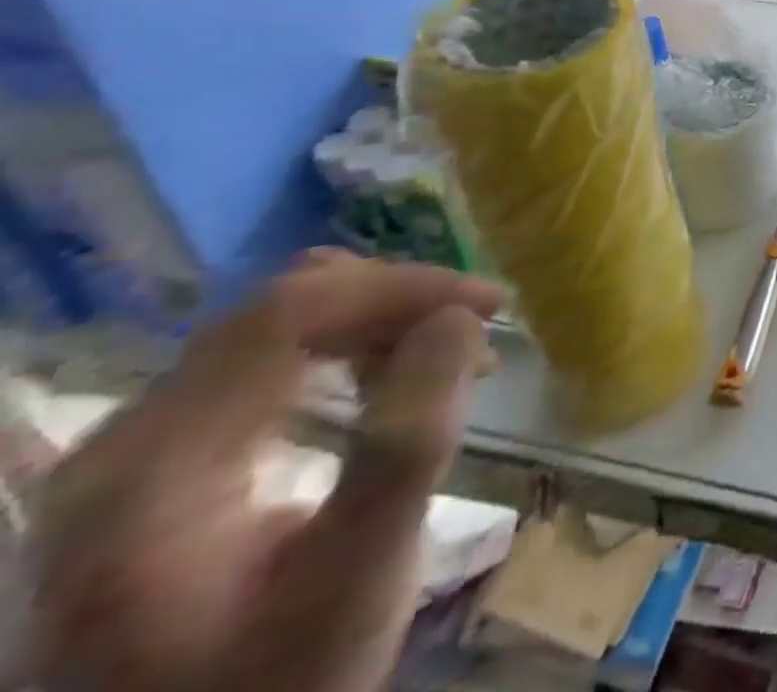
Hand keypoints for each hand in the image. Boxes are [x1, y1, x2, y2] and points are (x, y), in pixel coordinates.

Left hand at [21, 249, 500, 691]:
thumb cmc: (278, 681)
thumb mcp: (355, 580)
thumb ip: (406, 446)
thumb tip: (459, 320)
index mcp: (150, 472)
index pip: (289, 315)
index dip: (402, 288)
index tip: (490, 304)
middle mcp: (123, 442)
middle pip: (280, 309)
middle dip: (395, 300)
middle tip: (478, 328)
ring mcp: (136, 447)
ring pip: (278, 323)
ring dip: (376, 318)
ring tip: (447, 350)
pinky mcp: (162, 456)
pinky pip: (266, 357)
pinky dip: (345, 346)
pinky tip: (389, 372)